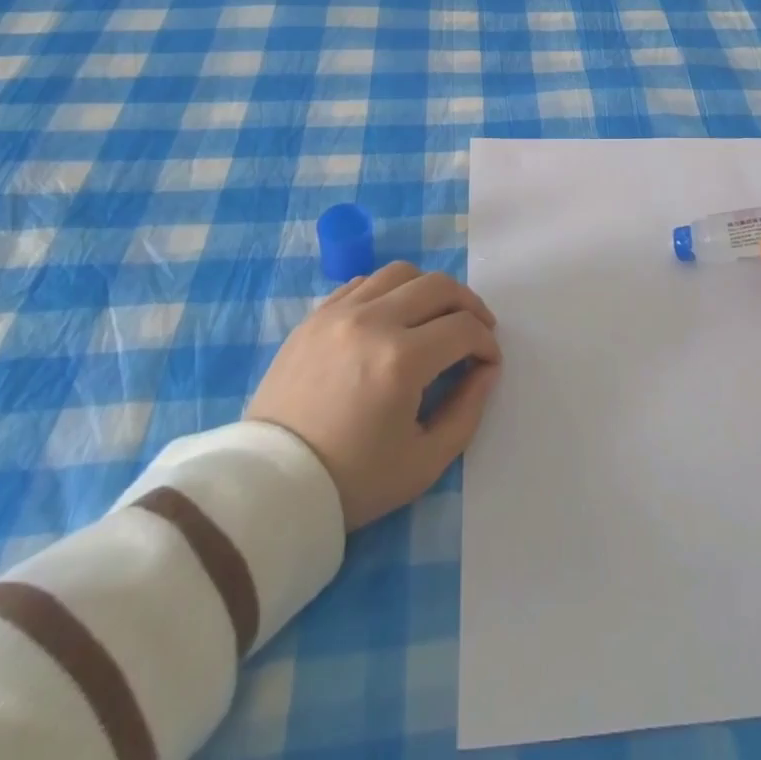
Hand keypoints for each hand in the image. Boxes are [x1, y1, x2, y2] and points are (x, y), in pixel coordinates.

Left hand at [245, 262, 502, 528]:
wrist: (272, 486)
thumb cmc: (353, 481)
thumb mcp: (425, 462)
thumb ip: (468, 410)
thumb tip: (486, 369)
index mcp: (402, 360)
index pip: (464, 328)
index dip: (487, 343)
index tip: (488, 362)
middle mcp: (373, 322)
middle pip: (439, 286)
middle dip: (469, 305)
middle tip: (476, 329)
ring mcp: (339, 313)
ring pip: (401, 273)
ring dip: (429, 290)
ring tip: (435, 317)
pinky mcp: (315, 316)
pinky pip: (363, 283)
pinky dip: (389, 292)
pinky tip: (393, 318)